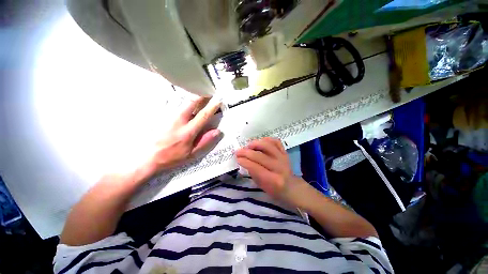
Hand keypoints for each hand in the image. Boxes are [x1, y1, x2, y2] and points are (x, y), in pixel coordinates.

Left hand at [146, 97, 221, 173]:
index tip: (218, 100)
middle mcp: (178, 120)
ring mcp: (166, 115)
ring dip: (189, 97)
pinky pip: (168, 101)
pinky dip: (175, 99)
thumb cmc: (170, 157)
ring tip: (194, 96)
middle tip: (206, 94)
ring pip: (180, 100)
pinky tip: (177, 100)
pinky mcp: (157, 114)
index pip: (203, 115)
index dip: (212, 107)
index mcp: (188, 131)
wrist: (144, 157)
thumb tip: (217, 131)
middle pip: (191, 102)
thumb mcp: (191, 153)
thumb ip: (205, 141)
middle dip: (200, 96)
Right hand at [236, 137, 302, 203]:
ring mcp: (283, 158)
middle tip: (238, 151)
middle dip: (246, 152)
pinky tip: (260, 141)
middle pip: (260, 156)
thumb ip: (253, 172)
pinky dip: (267, 139)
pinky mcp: (285, 152)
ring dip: (256, 144)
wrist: (291, 187)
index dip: (245, 161)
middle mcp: (279, 167)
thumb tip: (244, 160)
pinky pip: (276, 142)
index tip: (237, 158)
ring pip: (268, 146)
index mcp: (273, 180)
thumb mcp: (261, 185)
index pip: (256, 168)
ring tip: (248, 145)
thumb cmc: (274, 189)